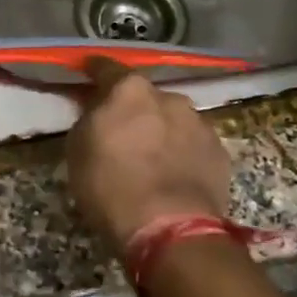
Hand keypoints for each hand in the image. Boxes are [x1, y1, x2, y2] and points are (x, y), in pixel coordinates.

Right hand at [67, 60, 231, 256]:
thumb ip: (89, 120)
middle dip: (134, 109)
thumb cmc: (111, 186)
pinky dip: (181, 153)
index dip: (94, 71)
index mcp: (130, 90)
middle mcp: (169, 97)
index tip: (86, 73)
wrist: (170, 229)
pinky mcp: (219, 152)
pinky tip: (173, 175)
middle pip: (145, 96)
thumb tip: (97, 112)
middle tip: (122, 131)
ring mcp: (199, 123)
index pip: (107, 68)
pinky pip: (193, 145)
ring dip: (161, 131)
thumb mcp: (77, 150)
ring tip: (151, 158)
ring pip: (173, 120)